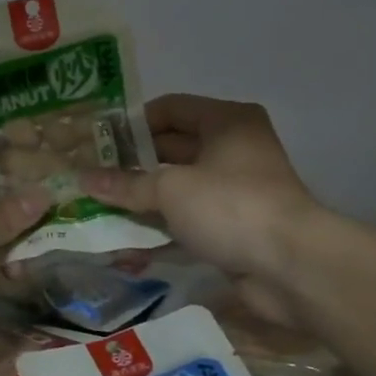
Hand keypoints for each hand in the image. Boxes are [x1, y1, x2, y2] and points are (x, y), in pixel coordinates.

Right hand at [80, 95, 319, 324]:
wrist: (291, 267)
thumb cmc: (230, 206)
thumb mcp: (170, 188)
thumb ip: (126, 184)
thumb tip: (83, 178)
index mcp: (226, 122)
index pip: (170, 108)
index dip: (133, 122)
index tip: (98, 140)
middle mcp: (233, 148)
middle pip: (172, 147)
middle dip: (133, 163)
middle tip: (91, 174)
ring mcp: (235, 189)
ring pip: (178, 186)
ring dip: (143, 197)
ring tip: (99, 204)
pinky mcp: (233, 226)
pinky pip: (188, 218)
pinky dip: (160, 225)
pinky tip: (125, 238)